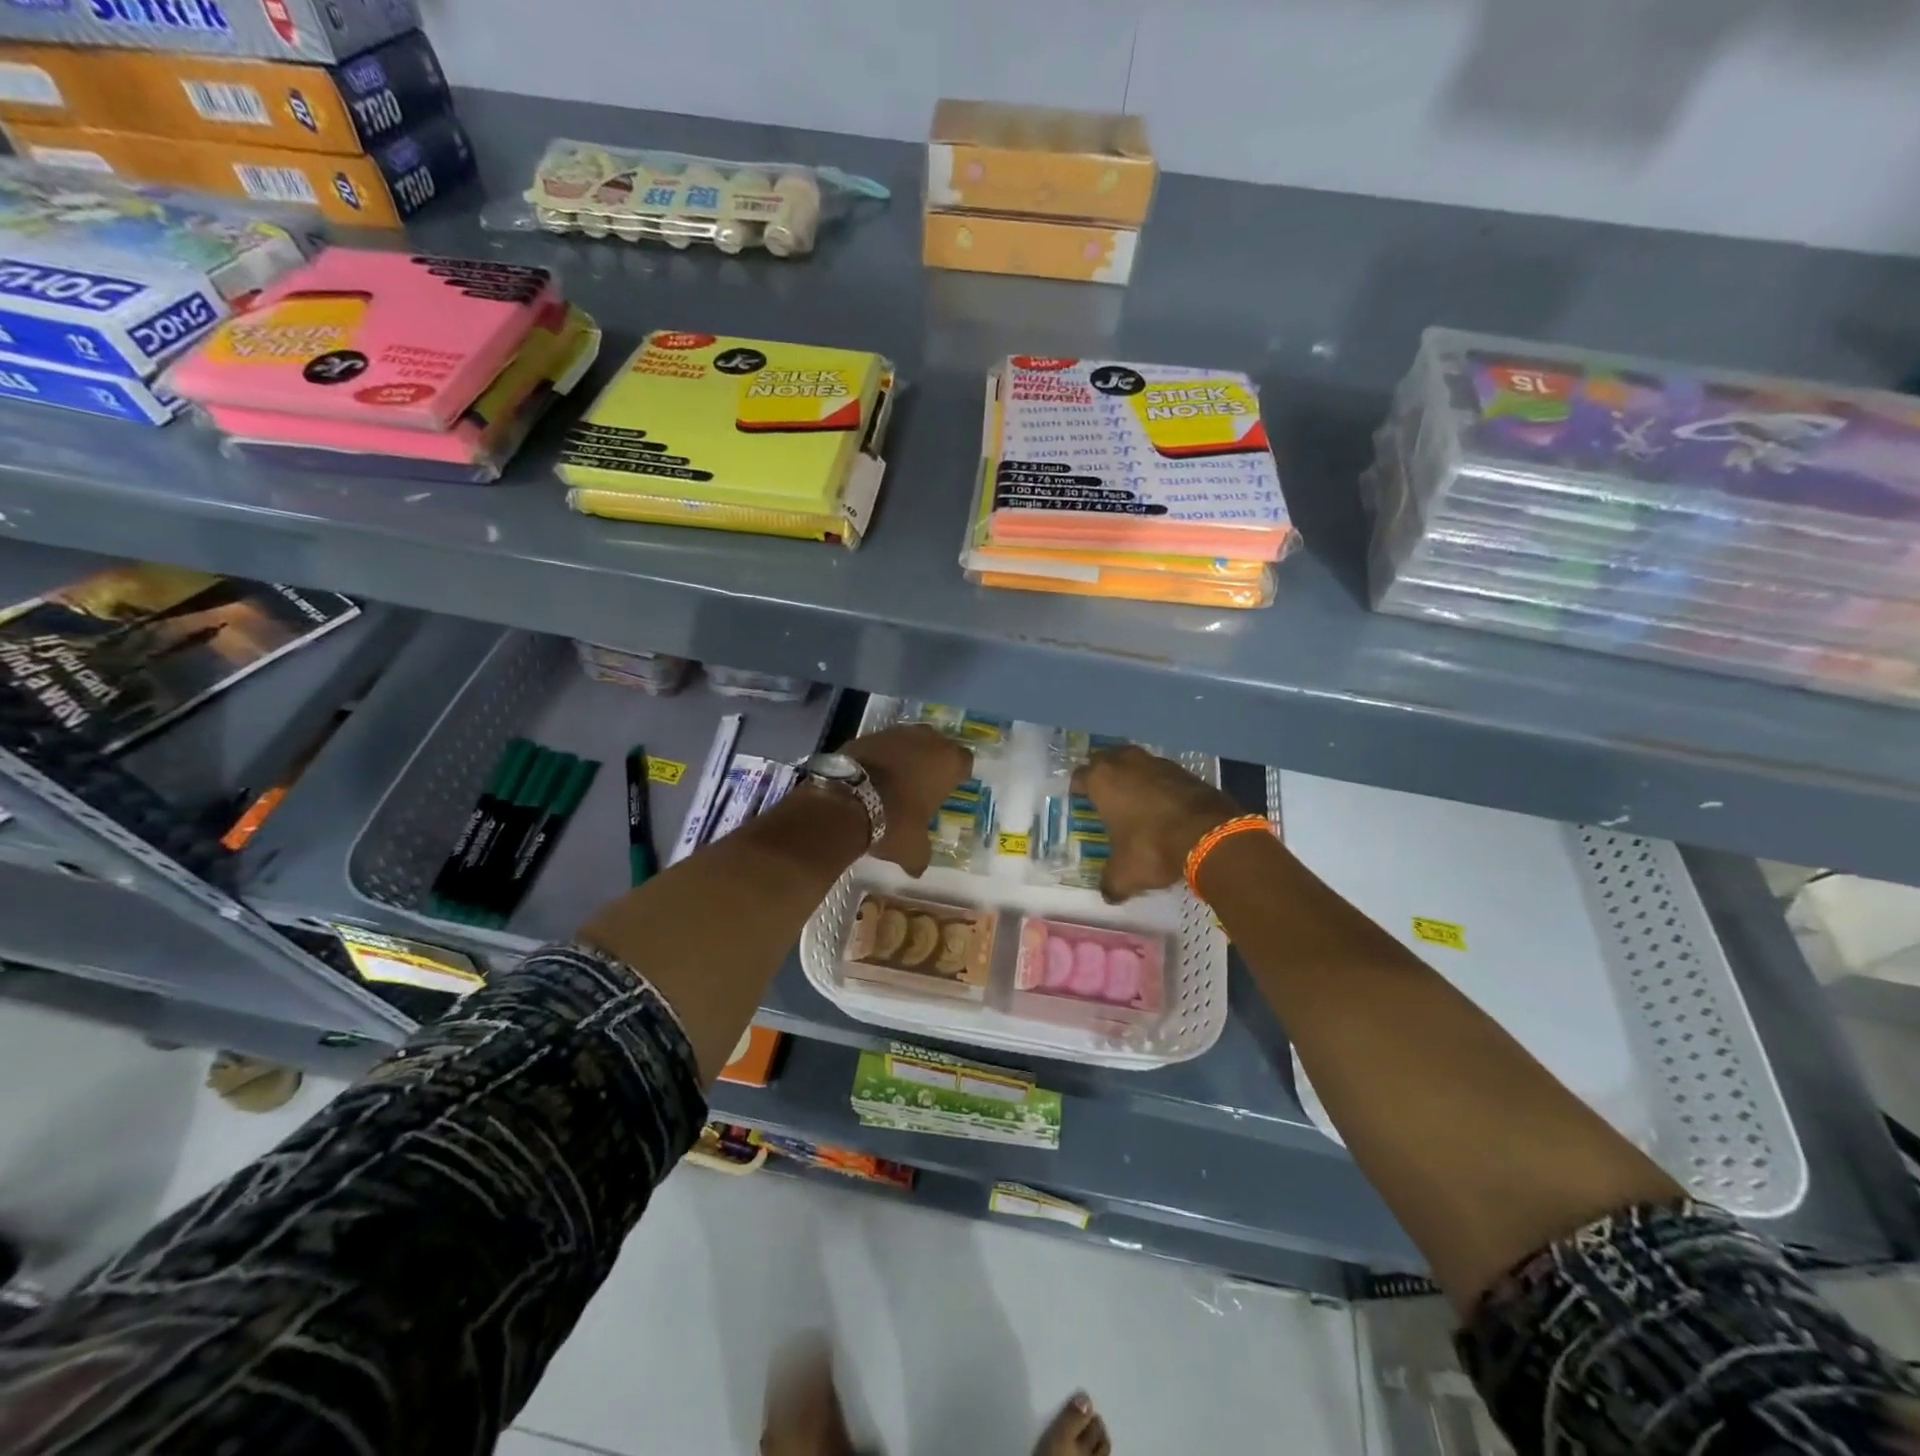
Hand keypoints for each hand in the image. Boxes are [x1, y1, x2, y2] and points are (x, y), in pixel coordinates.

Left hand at [845, 725, 971, 875]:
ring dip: (905, 757)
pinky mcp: (864, 735)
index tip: (951, 787)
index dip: (958, 774)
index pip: (965, 761)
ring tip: (896, 780)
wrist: (845, 802)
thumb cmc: (894, 822)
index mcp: (948, 762)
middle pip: (937, 745)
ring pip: (907, 741)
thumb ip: (920, 855)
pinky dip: (879, 758)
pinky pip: (880, 746)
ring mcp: (894, 733)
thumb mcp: (913, 849)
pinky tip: (871, 777)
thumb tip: (916, 869)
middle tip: (925, 783)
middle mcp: (925, 740)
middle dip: (932, 761)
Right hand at [1072, 746, 1241, 901]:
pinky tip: (1163, 807)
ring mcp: (1158, 763)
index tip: (1080, 801)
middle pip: (1107, 761)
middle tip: (1105, 797)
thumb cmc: (1151, 847)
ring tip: (1135, 800)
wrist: (1209, 835)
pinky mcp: (1185, 771)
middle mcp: (1126, 763)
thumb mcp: (1124, 874)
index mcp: (1102, 780)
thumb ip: (1111, 883)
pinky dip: (1160, 786)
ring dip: (1134, 777)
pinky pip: (1163, 775)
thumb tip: (1108, 895)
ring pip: (1137, 764)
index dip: (1078, 789)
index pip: (1080, 776)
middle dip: (1105, 775)